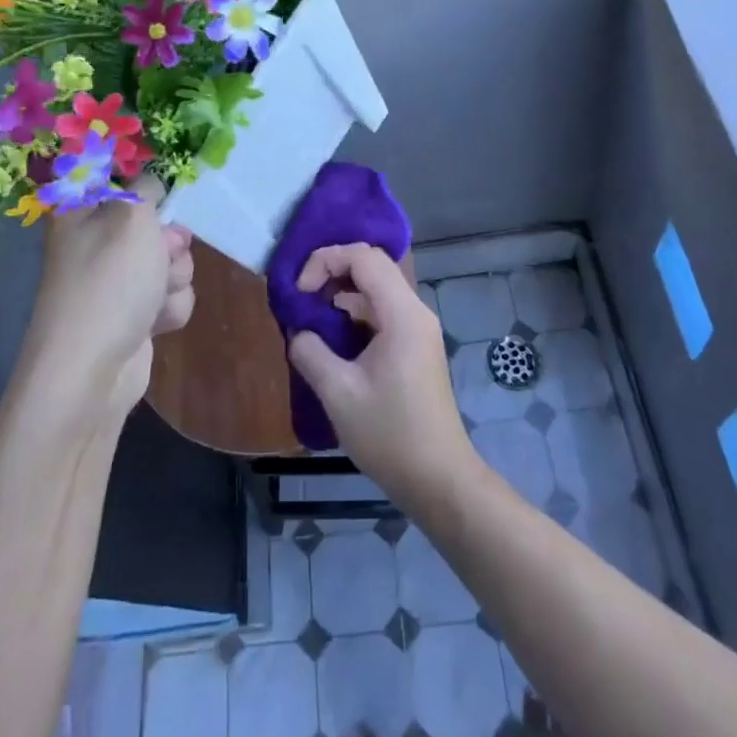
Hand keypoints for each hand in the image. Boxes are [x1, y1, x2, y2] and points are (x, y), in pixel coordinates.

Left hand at [25, 180, 193, 424]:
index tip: (165, 193)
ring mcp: (115, 282)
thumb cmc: (109, 281)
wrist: (92, 370)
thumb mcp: (132, 216)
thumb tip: (149, 184)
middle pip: (154, 223)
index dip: (147, 185)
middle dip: (170, 240)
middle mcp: (95, 243)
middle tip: (163, 253)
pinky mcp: (133, 315)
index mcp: (82, 211)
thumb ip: (147, 188)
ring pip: (169, 260)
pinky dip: (169, 307)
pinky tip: (156, 322)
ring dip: (174, 277)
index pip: (119, 179)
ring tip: (156, 295)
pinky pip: (169, 296)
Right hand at [286, 244, 477, 514]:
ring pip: (376, 290)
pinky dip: (354, 314)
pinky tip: (331, 339)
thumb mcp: (338, 393)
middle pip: (372, 267)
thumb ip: (310, 352)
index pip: (364, 258)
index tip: (300, 292)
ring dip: (341, 294)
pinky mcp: (415, 347)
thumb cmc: (390, 434)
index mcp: (402, 314)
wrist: (438, 478)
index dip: (326, 261)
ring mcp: (418, 329)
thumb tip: (298, 331)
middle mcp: (415, 312)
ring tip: (310, 318)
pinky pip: (381, 313)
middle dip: (332, 272)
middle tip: (301, 297)